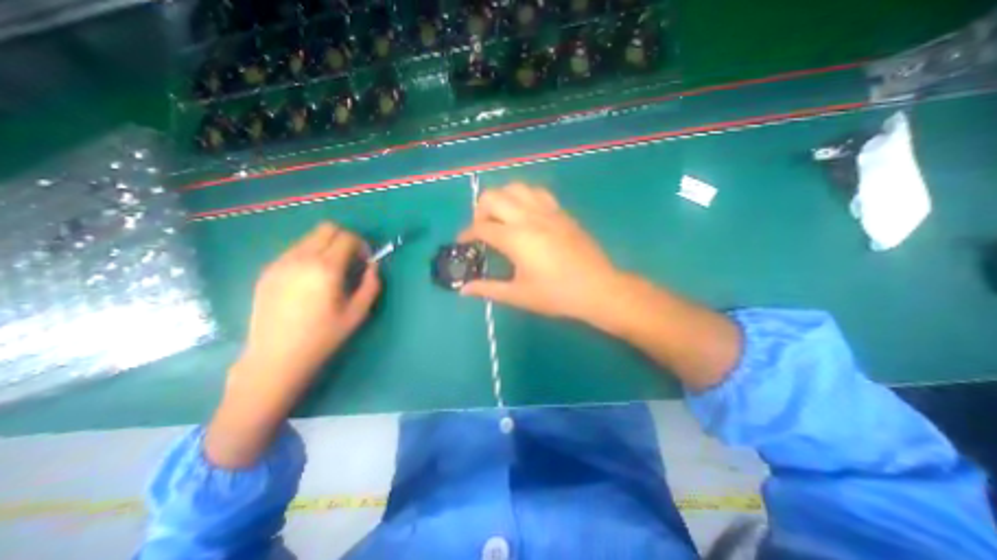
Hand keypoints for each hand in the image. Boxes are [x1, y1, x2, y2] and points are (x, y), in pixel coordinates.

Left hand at [236, 221, 381, 394]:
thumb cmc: (323, 336)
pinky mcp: (268, 271)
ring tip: (330, 271)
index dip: (362, 245)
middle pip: (327, 228)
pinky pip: (294, 250)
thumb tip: (373, 265)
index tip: (365, 261)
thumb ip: (371, 284)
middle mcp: (301, 258)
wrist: (276, 357)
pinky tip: (310, 280)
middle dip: (345, 239)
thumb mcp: (358, 312)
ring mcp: (280, 262)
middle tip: (350, 261)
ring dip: (326, 246)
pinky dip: (309, 255)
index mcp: (326, 268)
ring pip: (309, 237)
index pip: (347, 237)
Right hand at [457, 184, 620, 323]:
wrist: (597, 288)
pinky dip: (523, 197)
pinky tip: (526, 214)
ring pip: (515, 187)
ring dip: (501, 199)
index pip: (481, 227)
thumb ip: (488, 289)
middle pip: (493, 197)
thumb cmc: (556, 294)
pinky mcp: (561, 212)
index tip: (463, 242)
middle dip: (479, 210)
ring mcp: (547, 211)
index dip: (466, 234)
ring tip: (502, 218)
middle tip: (482, 229)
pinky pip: (537, 193)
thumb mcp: (518, 295)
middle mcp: (528, 217)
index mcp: (515, 238)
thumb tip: (463, 290)